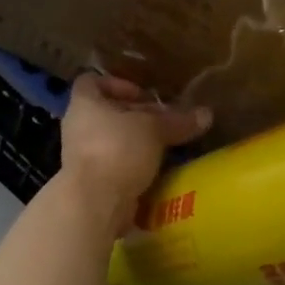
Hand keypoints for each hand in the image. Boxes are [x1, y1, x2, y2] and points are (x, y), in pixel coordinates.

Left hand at [58, 75, 210, 233]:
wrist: (94, 203)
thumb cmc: (118, 150)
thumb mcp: (154, 130)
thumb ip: (178, 121)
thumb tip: (206, 114)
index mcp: (84, 104)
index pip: (92, 81)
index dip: (118, 84)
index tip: (144, 95)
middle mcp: (78, 127)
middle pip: (107, 113)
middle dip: (136, 117)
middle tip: (164, 123)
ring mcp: (81, 157)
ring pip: (112, 141)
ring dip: (136, 144)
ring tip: (164, 147)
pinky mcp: (89, 183)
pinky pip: (113, 166)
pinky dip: (133, 167)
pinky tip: (156, 172)